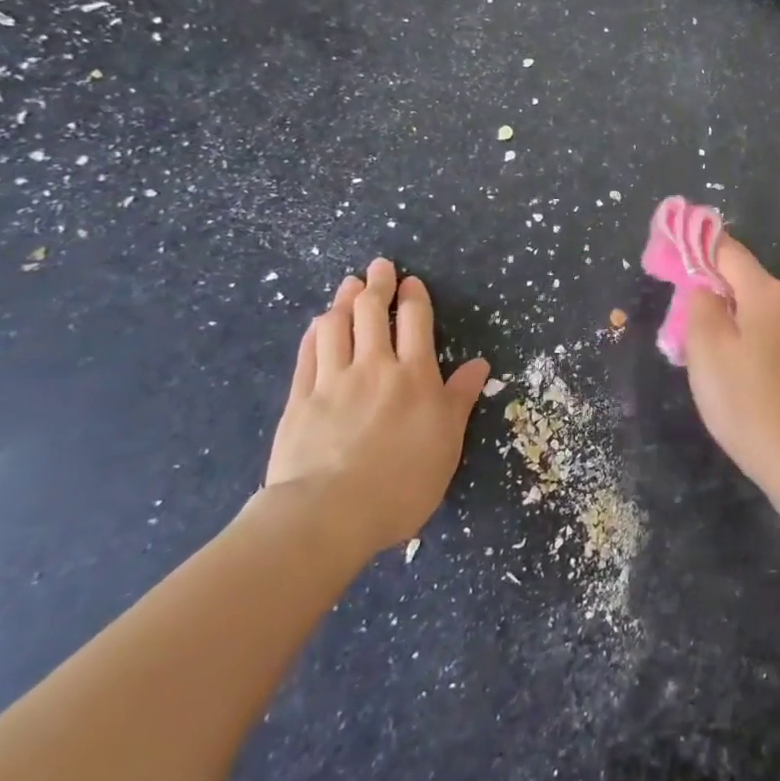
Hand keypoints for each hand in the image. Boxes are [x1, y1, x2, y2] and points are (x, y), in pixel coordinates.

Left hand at [263, 258, 489, 559]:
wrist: (328, 514)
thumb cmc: (402, 481)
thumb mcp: (448, 441)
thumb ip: (460, 398)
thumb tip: (479, 363)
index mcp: (414, 375)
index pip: (414, 321)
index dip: (412, 296)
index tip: (410, 281)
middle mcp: (374, 366)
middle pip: (371, 312)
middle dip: (377, 284)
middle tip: (379, 266)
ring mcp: (332, 381)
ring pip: (336, 326)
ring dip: (344, 300)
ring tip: (348, 285)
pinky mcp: (299, 400)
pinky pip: (308, 354)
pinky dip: (315, 332)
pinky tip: (318, 323)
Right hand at [684, 236, 779, 497]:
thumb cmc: (743, 398)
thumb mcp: (706, 347)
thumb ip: (700, 304)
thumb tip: (704, 286)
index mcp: (766, 292)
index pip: (728, 250)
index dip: (697, 246)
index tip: (669, 251)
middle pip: (741, 279)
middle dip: (708, 288)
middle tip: (677, 314)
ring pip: (753, 308)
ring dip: (724, 316)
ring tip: (698, 347)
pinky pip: (766, 331)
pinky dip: (742, 335)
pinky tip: (729, 366)